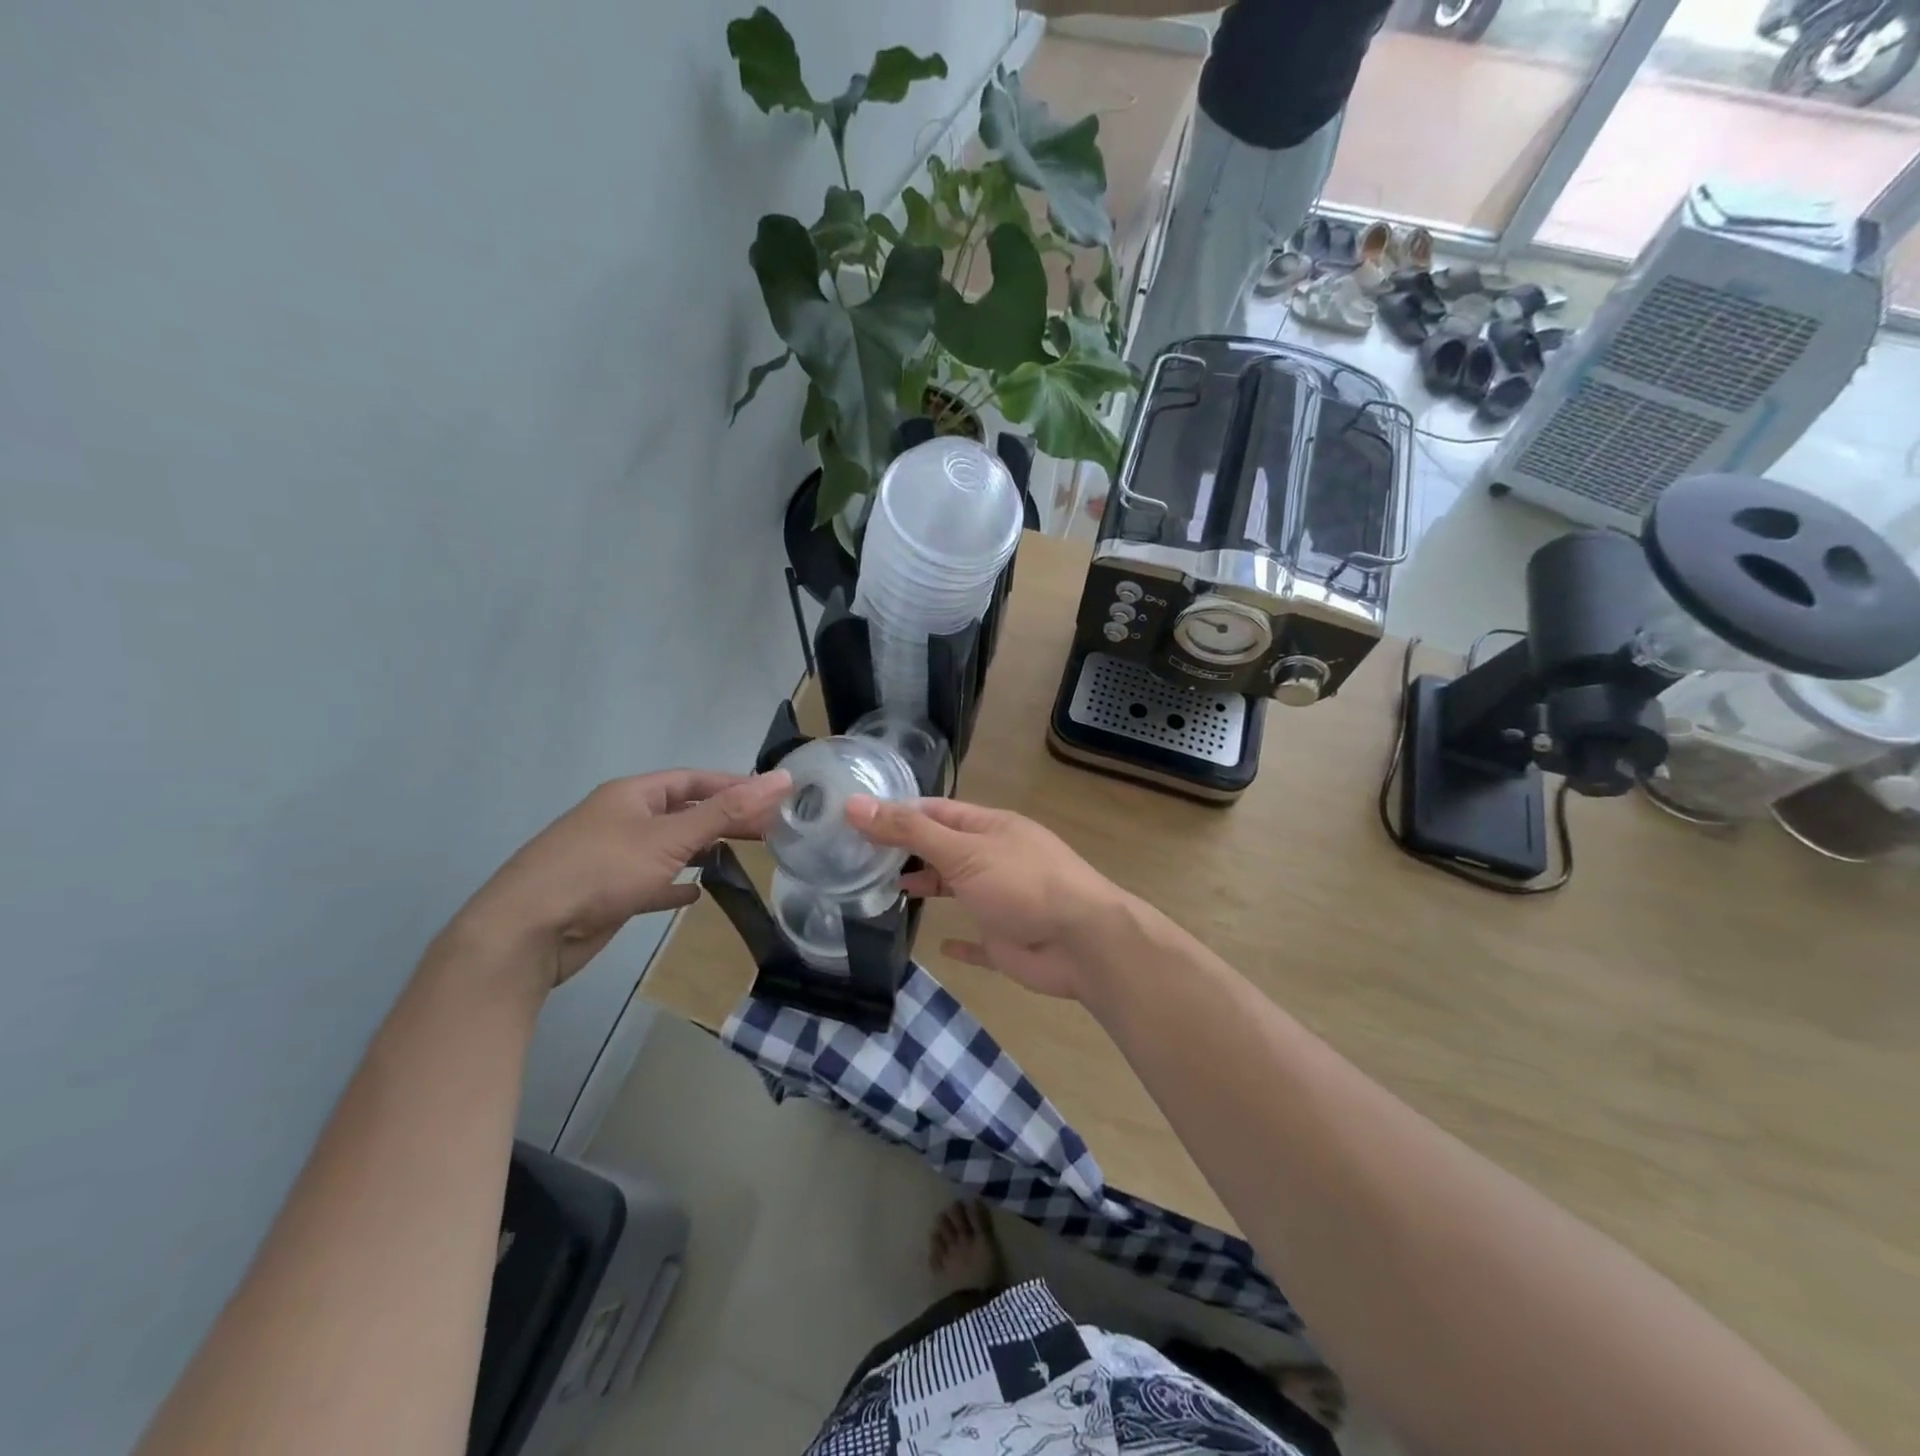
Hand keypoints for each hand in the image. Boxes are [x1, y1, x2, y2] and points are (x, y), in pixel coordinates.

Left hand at [446, 770, 791, 990]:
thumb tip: (781, 779)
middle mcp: (622, 819)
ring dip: (702, 850)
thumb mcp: (670, 837)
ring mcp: (612, 858)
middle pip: (683, 812)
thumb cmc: (601, 871)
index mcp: (632, 795)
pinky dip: (675, 885)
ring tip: (742, 855)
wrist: (527, 931)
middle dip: (724, 819)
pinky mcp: (608, 894)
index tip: (773, 796)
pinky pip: (651, 882)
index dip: (733, 785)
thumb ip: (727, 811)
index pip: (693, 780)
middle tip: (770, 830)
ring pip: (669, 847)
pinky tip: (696, 894)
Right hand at [845, 796, 1128, 999]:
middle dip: (908, 850)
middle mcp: (995, 858)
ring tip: (885, 892)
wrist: (1083, 942)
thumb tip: (855, 804)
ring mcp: (1002, 899)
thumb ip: (910, 831)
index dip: (899, 813)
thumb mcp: (962, 851)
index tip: (856, 819)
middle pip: (944, 848)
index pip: (936, 811)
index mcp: (989, 828)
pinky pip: (978, 940)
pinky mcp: (1007, 940)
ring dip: (928, 888)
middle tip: (858, 857)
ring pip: (958, 888)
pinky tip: (938, 947)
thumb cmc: (1022, 884)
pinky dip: (959, 943)